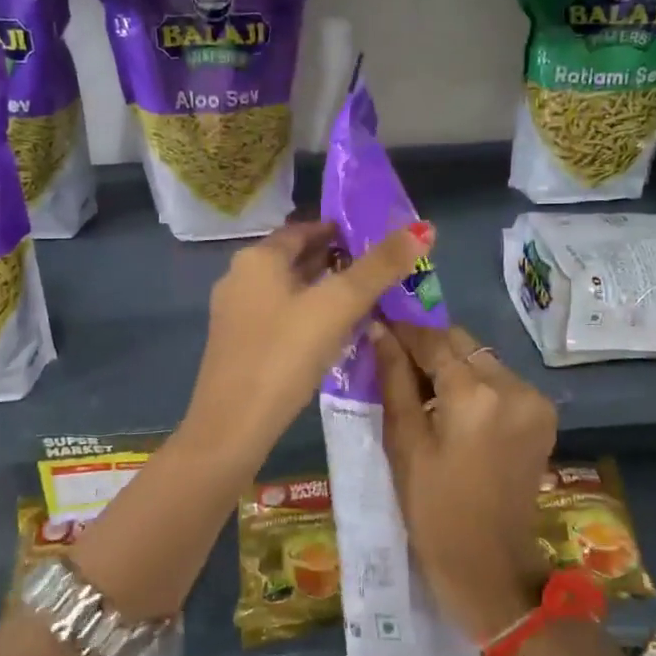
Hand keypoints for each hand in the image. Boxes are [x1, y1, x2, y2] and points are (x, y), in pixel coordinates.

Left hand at [180, 218, 433, 475]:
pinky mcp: (238, 345)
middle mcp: (240, 277)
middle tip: (379, 272)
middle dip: (336, 262)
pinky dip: (307, 316)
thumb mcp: (337, 306)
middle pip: (296, 259)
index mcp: (257, 258)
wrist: (232, 426)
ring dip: (322, 291)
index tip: (377, 241)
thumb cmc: (284, 355)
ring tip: (364, 301)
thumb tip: (423, 229)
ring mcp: (235, 314)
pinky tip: (332, 334)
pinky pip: (280, 317)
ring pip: (288, 290)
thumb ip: (379, 268)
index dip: (341, 230)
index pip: (304, 229)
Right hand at [369, 321, 557, 641]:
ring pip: (482, 358)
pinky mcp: (543, 414)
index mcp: (476, 395)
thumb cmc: (433, 510)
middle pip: (462, 343)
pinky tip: (451, 403)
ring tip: (420, 384)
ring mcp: (534, 399)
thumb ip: (394, 380)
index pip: (433, 340)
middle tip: (394, 355)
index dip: (403, 329)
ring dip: (451, 362)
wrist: (489, 564)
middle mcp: (513, 386)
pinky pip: (500, 380)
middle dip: (427, 344)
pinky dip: (474, 381)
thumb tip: (379, 332)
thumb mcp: (404, 443)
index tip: (378, 322)